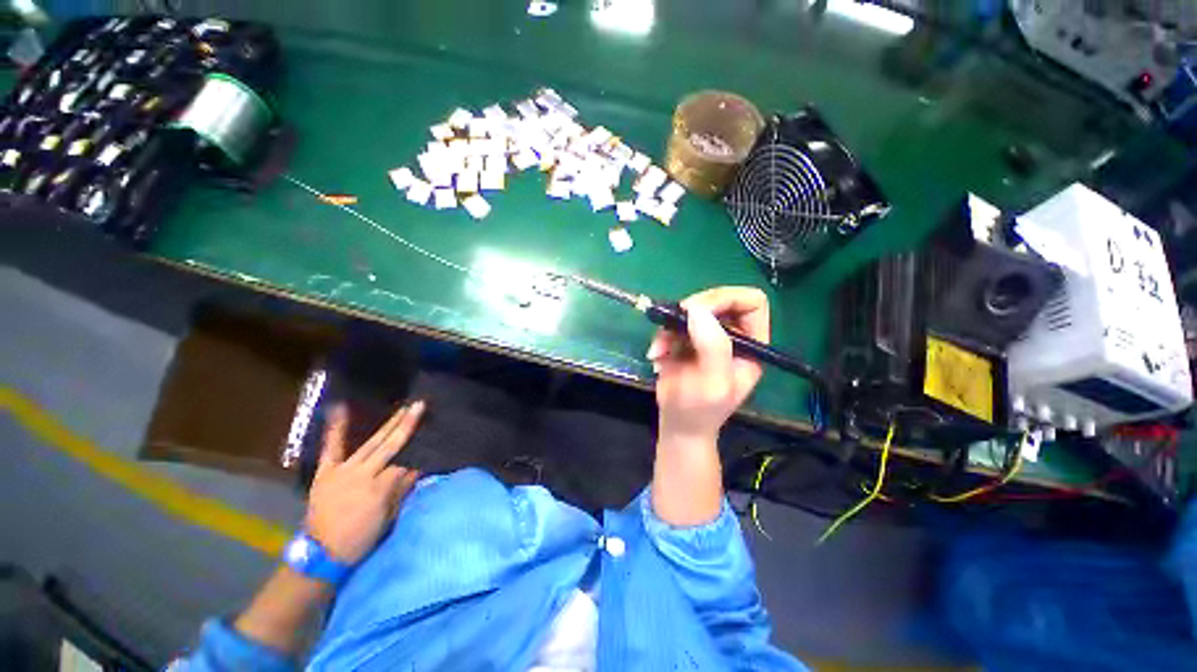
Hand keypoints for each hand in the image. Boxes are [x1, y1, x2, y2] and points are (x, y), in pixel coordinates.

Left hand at [306, 401, 424, 564]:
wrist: (321, 553)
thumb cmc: (360, 538)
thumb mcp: (387, 518)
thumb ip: (401, 490)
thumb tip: (418, 468)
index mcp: (379, 488)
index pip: (402, 464)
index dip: (415, 456)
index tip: (428, 446)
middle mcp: (362, 474)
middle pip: (389, 445)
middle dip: (406, 425)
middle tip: (419, 406)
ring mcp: (343, 470)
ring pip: (370, 444)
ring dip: (388, 425)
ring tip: (402, 409)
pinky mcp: (326, 471)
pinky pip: (331, 448)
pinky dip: (336, 429)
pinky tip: (340, 408)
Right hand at [646, 287, 769, 441]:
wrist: (678, 425)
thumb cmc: (701, 411)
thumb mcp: (713, 383)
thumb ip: (712, 346)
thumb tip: (697, 309)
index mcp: (753, 344)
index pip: (751, 302)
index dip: (726, 299)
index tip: (698, 311)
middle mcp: (733, 335)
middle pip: (718, 300)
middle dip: (691, 311)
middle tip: (672, 325)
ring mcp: (708, 336)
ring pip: (692, 310)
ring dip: (670, 326)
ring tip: (660, 350)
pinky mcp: (686, 340)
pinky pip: (674, 323)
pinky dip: (661, 336)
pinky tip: (657, 356)